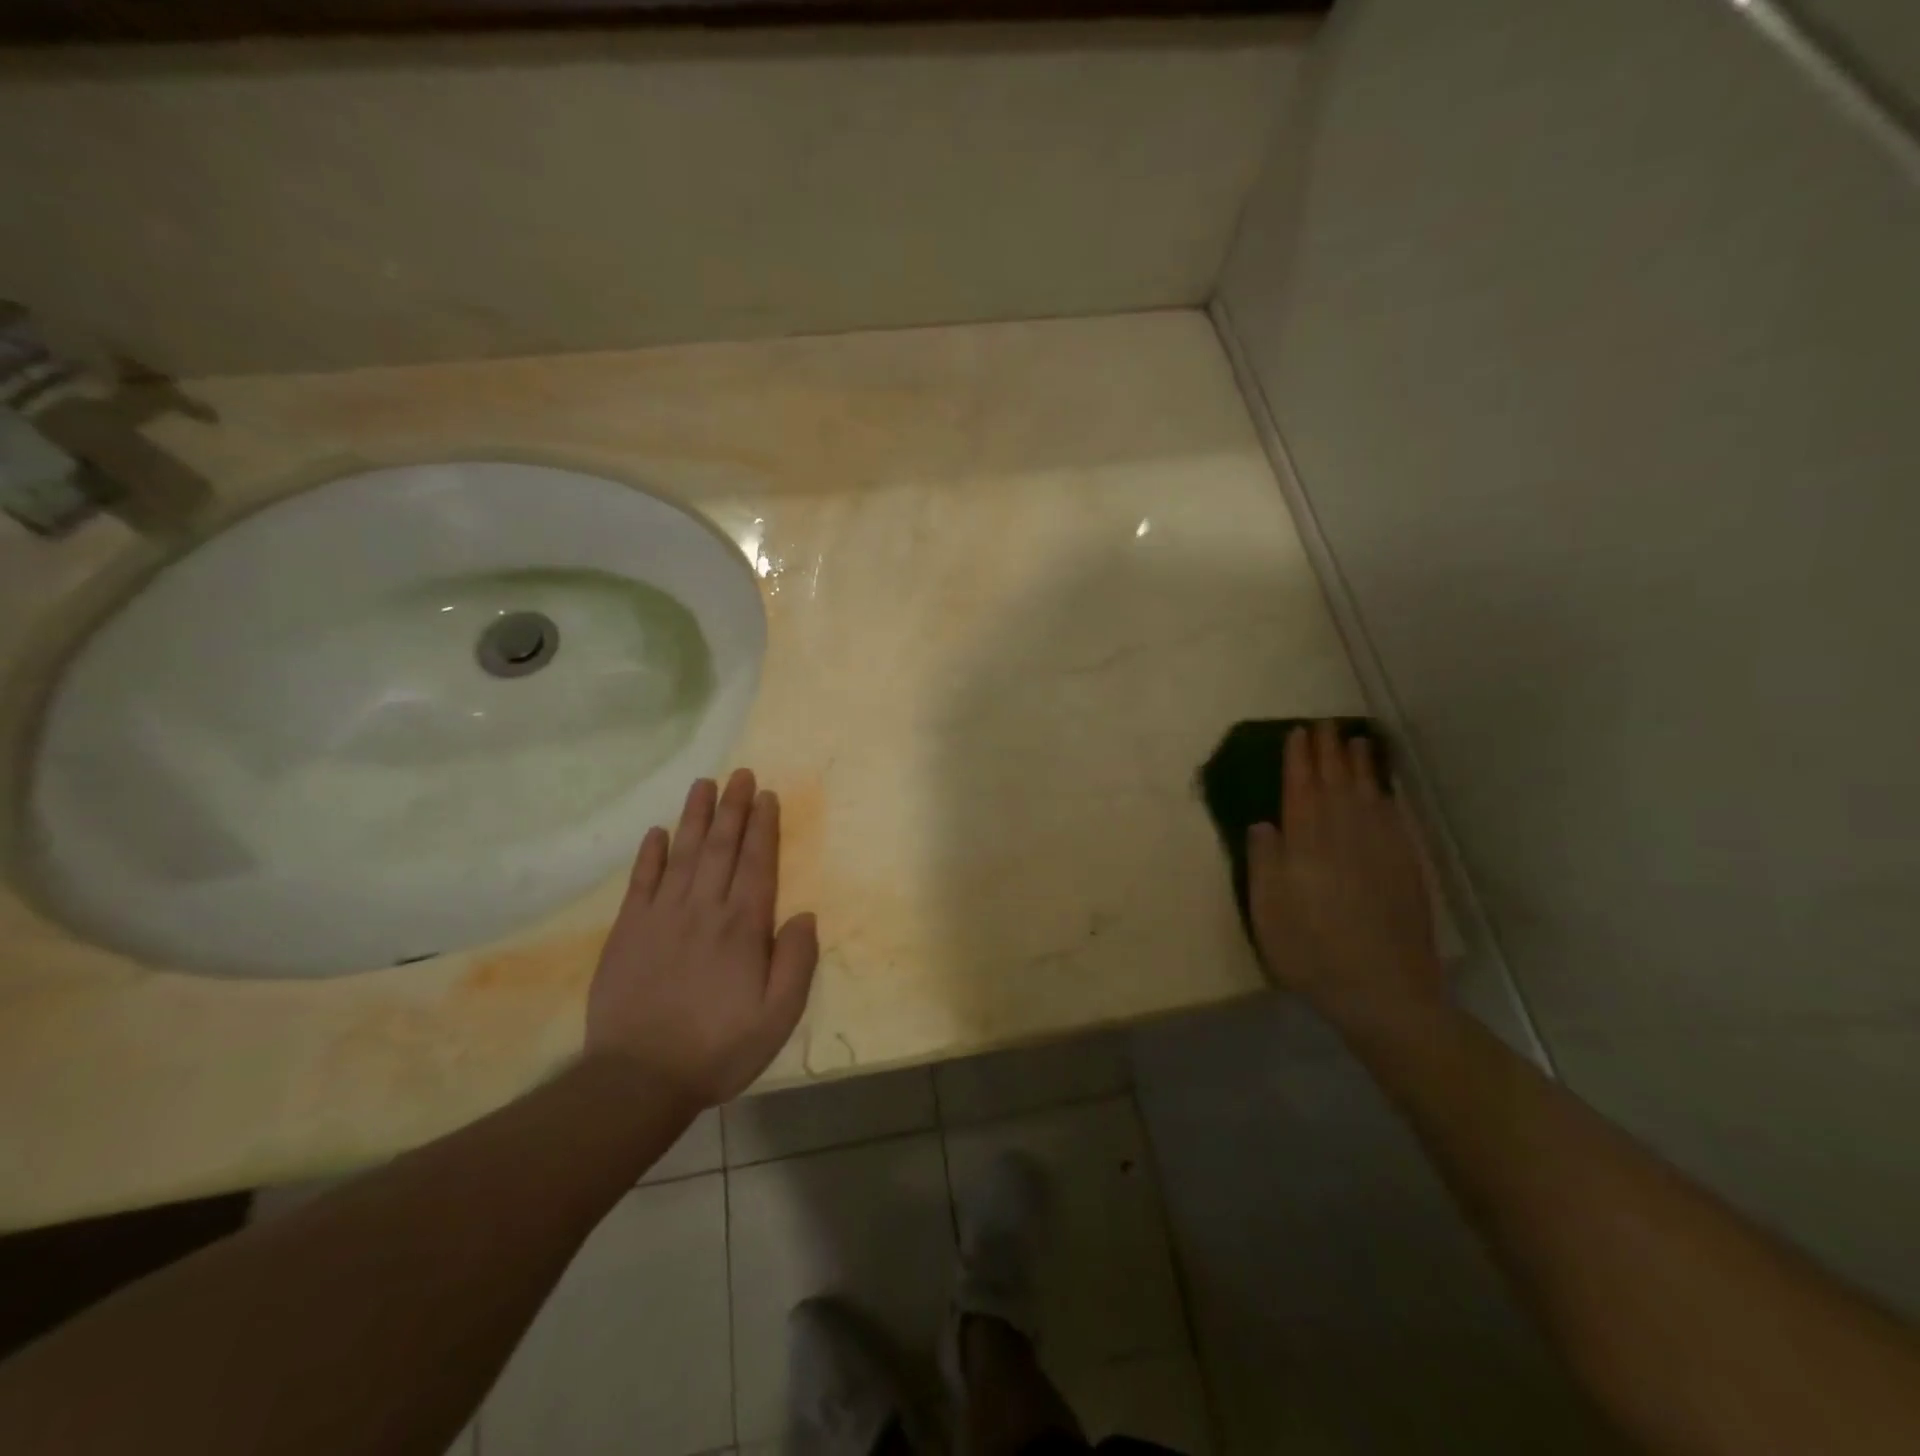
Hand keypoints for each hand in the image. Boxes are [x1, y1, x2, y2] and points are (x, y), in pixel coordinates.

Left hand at [586, 769, 819, 1109]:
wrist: (638, 1078)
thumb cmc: (718, 1048)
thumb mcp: (778, 1016)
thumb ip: (796, 962)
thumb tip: (805, 915)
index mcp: (743, 926)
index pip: (757, 863)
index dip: (764, 827)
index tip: (767, 796)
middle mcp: (704, 909)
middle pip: (721, 847)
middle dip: (734, 808)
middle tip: (740, 774)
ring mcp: (662, 916)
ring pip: (683, 854)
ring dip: (695, 817)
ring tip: (704, 785)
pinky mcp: (628, 930)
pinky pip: (641, 882)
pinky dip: (650, 854)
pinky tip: (657, 832)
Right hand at [1247, 722, 1444, 1024]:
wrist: (1385, 992)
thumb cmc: (1312, 953)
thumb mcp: (1268, 913)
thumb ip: (1264, 864)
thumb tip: (1262, 824)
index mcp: (1307, 845)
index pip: (1302, 790)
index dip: (1299, 760)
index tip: (1297, 733)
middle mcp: (1345, 836)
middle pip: (1336, 784)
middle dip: (1329, 751)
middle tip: (1325, 724)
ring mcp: (1381, 850)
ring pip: (1369, 795)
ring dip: (1361, 765)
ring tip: (1357, 740)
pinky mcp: (1407, 868)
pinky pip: (1395, 818)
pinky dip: (1388, 796)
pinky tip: (1385, 789)